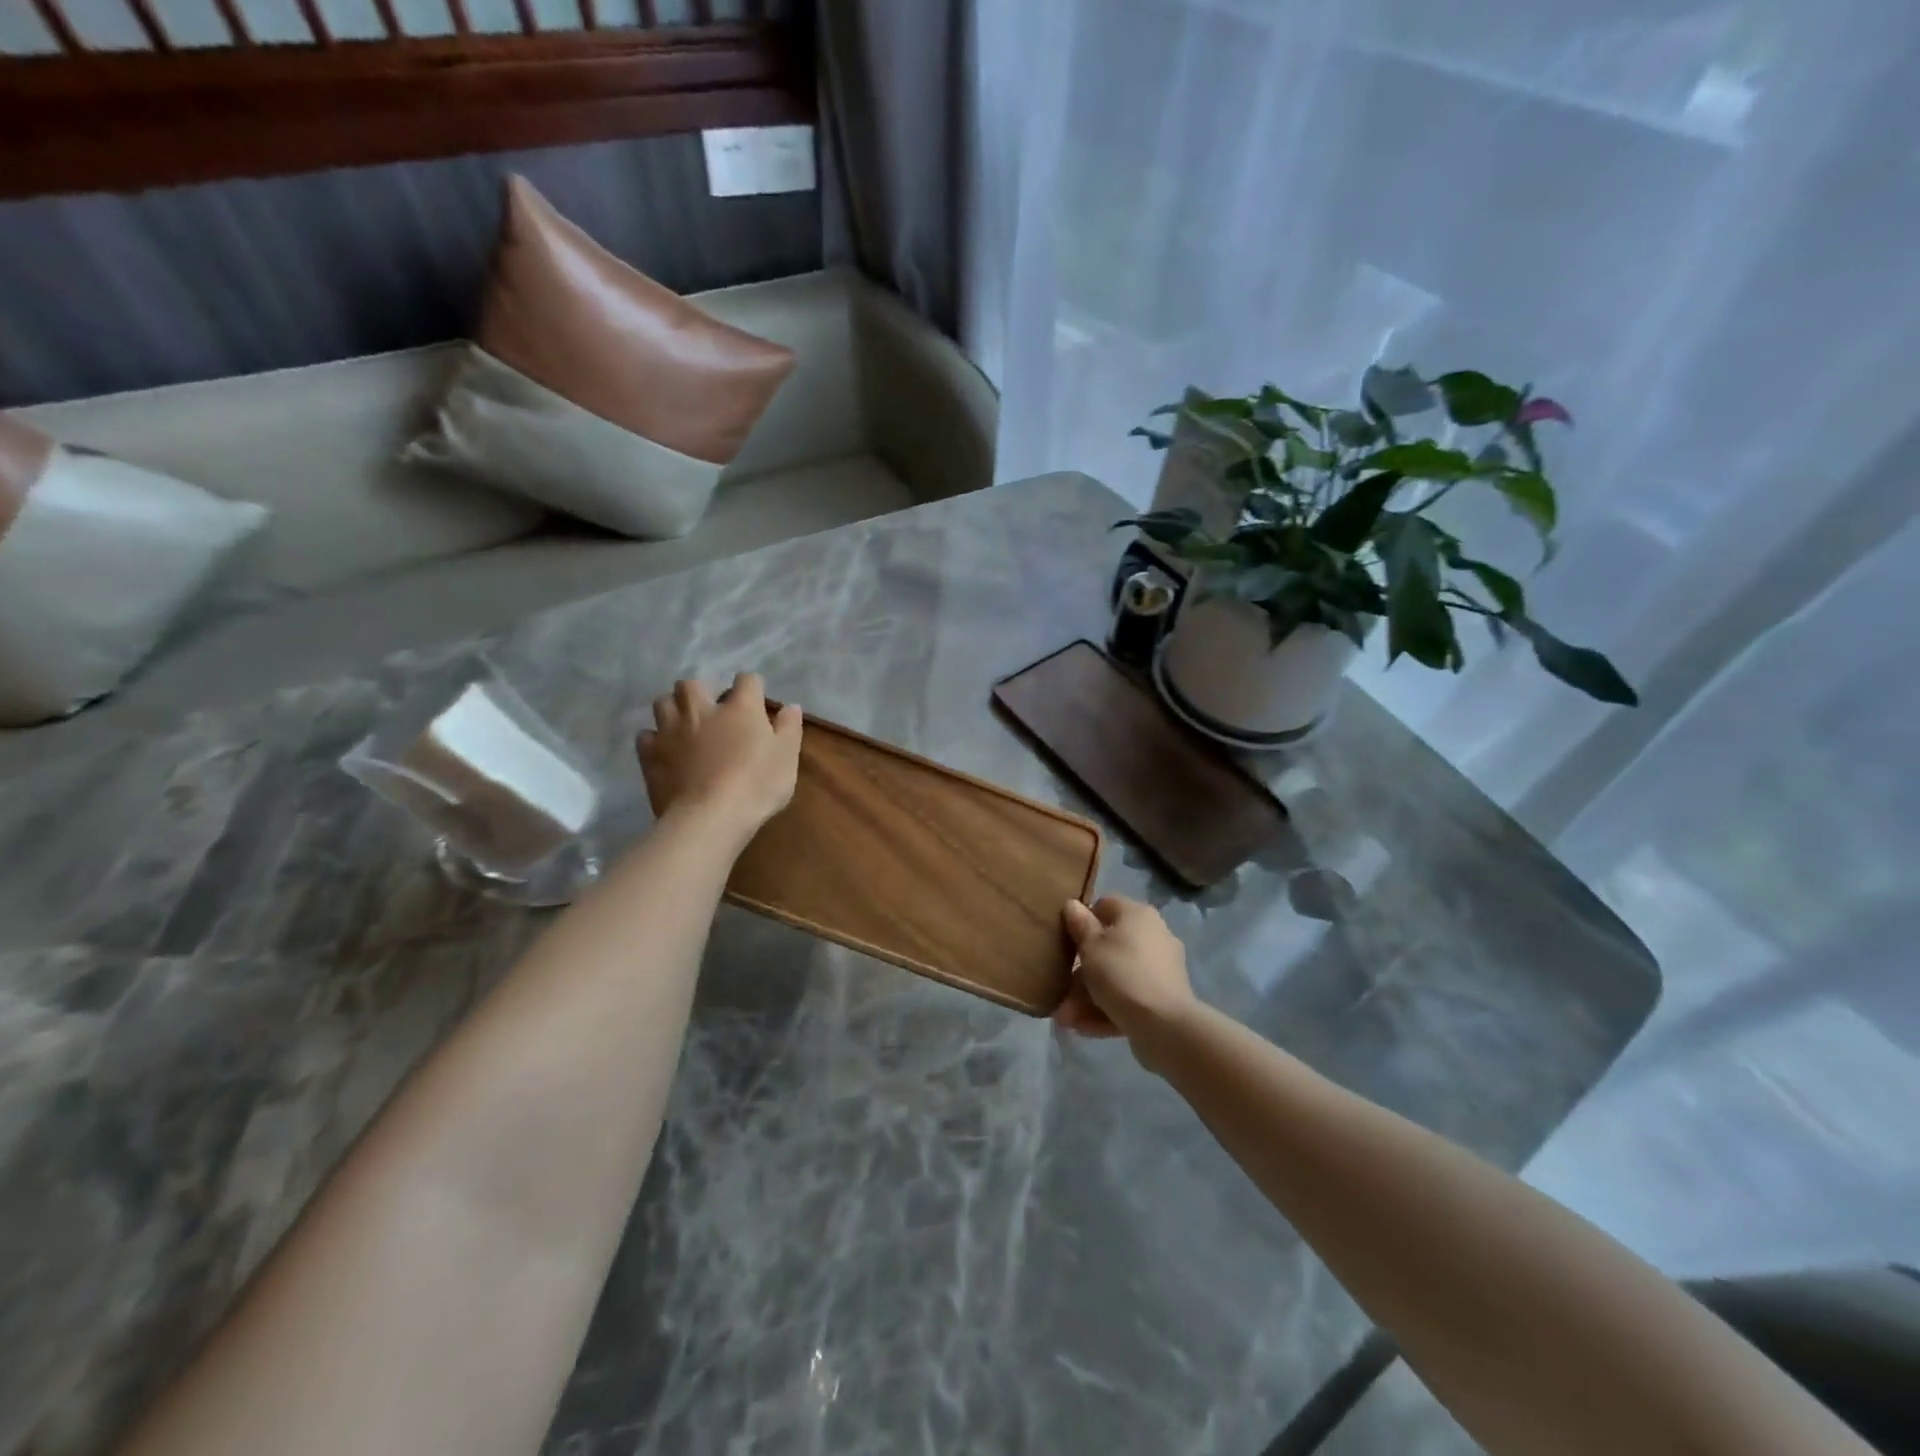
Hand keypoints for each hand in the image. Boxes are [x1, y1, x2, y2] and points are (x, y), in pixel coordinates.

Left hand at [637, 673, 802, 836]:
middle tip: (710, 710)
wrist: (710, 817)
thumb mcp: (787, 758)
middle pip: (692, 683)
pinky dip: (654, 739)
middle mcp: (701, 710)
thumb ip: (789, 728)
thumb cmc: (757, 785)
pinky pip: (646, 736)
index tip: (755, 700)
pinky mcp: (650, 754)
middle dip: (700, 691)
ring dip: (672, 709)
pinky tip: (664, 750)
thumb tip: (791, 706)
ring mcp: (671, 730)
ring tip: (683, 725)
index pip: (747, 680)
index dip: (752, 687)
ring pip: (662, 703)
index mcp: (739, 708)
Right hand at [1055, 896, 1197, 1049]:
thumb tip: (1072, 904)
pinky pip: (1130, 997)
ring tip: (1066, 1019)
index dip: (1082, 920)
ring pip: (1117, 976)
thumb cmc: (1121, 974)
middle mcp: (1153, 935)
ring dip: (1088, 997)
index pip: (1105, 905)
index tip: (1065, 940)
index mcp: (1137, 915)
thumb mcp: (1091, 947)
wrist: (1165, 1025)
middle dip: (1081, 972)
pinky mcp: (1164, 998)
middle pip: (1108, 947)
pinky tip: (1085, 1028)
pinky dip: (1108, 1009)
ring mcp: (1161, 968)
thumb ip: (1079, 925)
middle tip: (1061, 991)